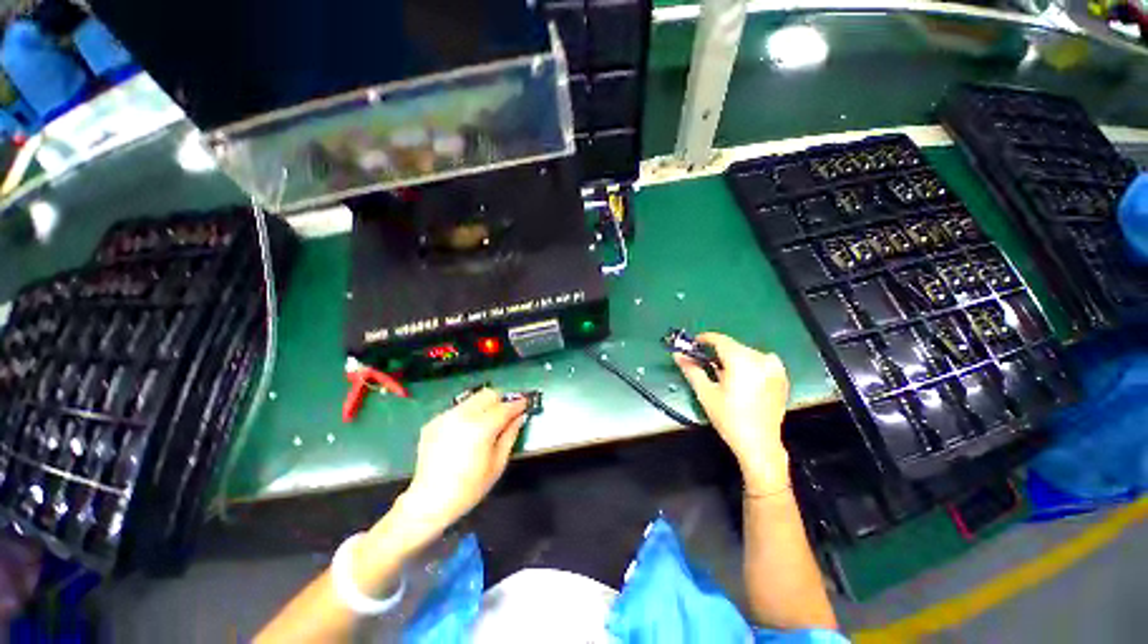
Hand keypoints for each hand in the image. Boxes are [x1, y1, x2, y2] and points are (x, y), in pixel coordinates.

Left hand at [395, 389, 526, 541]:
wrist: (429, 501)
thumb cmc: (469, 487)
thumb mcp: (497, 464)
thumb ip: (510, 435)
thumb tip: (519, 418)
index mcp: (481, 427)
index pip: (505, 407)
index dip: (518, 404)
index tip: (525, 403)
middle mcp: (463, 415)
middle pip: (488, 394)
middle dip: (500, 401)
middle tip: (505, 414)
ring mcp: (446, 416)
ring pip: (472, 399)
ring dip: (483, 406)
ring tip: (485, 423)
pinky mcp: (434, 421)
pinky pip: (458, 409)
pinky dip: (467, 414)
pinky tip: (465, 433)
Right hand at [674, 333, 790, 492]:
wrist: (759, 444)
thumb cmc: (729, 418)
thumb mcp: (705, 393)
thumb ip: (691, 369)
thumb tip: (677, 354)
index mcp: (742, 361)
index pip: (719, 339)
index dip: (704, 339)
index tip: (693, 344)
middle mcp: (760, 359)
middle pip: (732, 346)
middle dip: (717, 352)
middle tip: (705, 364)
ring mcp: (774, 367)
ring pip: (745, 353)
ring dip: (732, 359)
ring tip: (724, 376)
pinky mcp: (781, 376)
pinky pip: (760, 361)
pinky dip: (748, 364)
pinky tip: (743, 380)